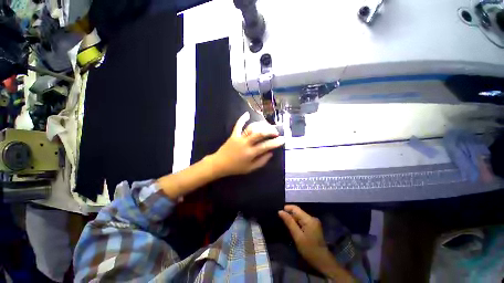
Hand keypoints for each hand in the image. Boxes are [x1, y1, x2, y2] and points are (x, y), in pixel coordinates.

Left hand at [210, 112, 283, 176]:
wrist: (220, 164)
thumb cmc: (236, 168)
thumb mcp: (250, 169)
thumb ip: (261, 161)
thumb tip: (271, 153)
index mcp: (250, 153)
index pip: (266, 146)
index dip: (275, 142)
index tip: (283, 139)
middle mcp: (246, 143)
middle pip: (259, 134)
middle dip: (270, 131)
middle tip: (276, 132)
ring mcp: (239, 137)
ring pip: (251, 128)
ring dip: (260, 125)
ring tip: (267, 126)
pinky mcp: (233, 134)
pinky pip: (238, 125)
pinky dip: (242, 119)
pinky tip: (247, 113)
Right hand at [279, 205, 353, 281]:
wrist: (323, 261)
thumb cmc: (309, 249)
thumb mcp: (297, 236)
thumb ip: (289, 222)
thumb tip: (280, 211)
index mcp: (309, 219)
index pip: (296, 208)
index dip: (287, 208)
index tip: (279, 212)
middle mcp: (312, 218)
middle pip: (298, 212)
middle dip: (289, 214)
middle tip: (281, 220)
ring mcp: (314, 222)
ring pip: (300, 217)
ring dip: (293, 219)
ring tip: (285, 224)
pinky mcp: (314, 226)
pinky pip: (303, 221)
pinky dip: (297, 223)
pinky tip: (293, 228)